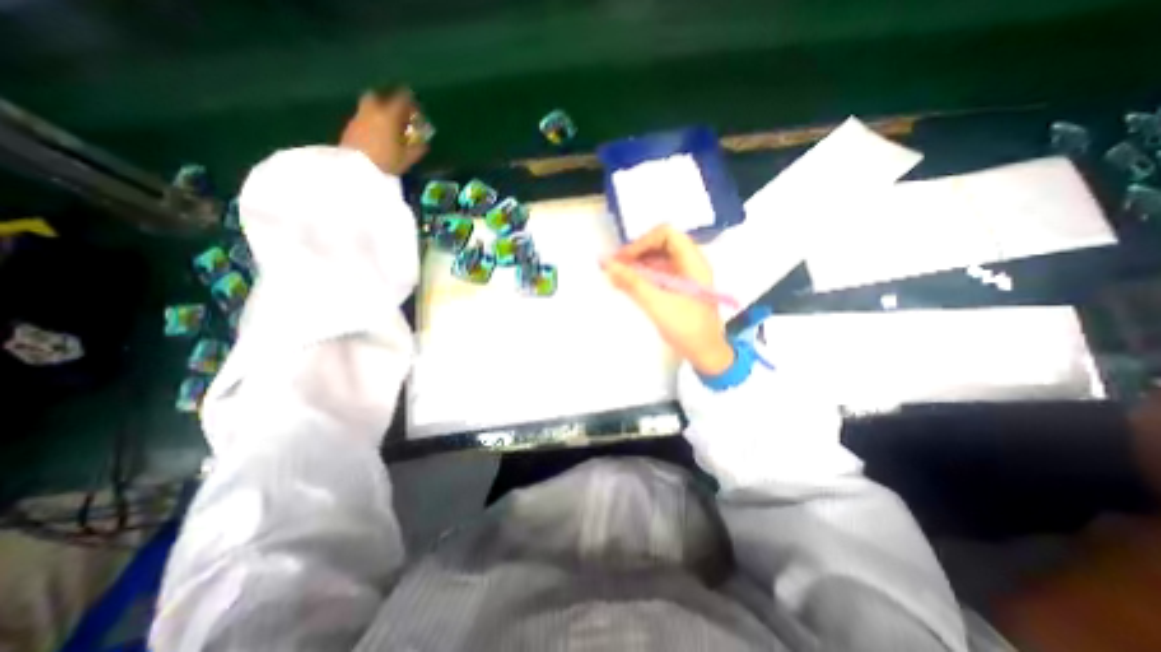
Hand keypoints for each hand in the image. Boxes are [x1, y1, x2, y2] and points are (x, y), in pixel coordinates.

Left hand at [341, 87, 430, 179]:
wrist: (356, 169)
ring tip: (387, 126)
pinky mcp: (349, 127)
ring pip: (368, 106)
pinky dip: (371, 122)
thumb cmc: (386, 162)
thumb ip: (417, 149)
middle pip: (378, 96)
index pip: (401, 99)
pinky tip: (376, 135)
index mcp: (388, 115)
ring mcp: (358, 118)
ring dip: (378, 112)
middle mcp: (371, 111)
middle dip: (388, 101)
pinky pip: (362, 118)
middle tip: (398, 113)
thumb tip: (424, 143)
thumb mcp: (407, 159)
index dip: (410, 101)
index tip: (415, 107)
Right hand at [599, 224, 732, 374]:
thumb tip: (606, 263)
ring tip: (617, 276)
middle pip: (660, 245)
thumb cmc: (687, 328)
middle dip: (636, 253)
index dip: (642, 242)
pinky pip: (658, 274)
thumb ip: (631, 282)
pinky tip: (627, 286)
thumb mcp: (657, 304)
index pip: (666, 234)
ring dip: (637, 265)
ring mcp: (685, 276)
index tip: (623, 258)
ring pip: (658, 260)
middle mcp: (690, 264)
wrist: (706, 354)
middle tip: (615, 266)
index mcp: (693, 261)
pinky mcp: (679, 288)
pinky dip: (642, 277)